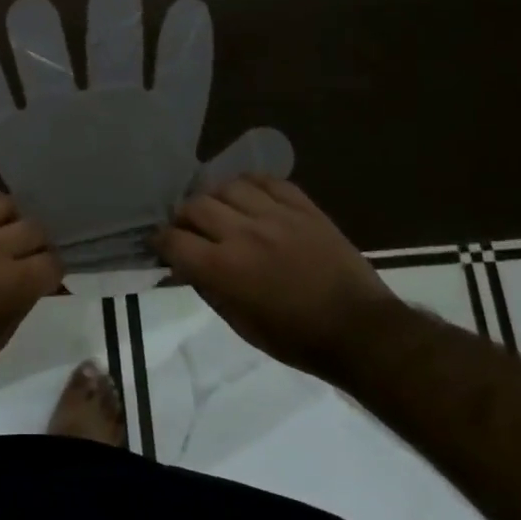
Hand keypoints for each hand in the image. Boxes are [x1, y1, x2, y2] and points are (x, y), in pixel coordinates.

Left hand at [0, 185, 62, 386]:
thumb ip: (21, 303)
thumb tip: (33, 282)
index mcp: (12, 283)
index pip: (52, 262)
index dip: (51, 271)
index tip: (42, 277)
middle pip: (34, 228)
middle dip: (34, 245)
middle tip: (21, 255)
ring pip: (2, 201)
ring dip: (5, 218)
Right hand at [154, 174, 393, 376]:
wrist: (359, 329)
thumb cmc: (296, 338)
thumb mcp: (241, 325)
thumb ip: (208, 289)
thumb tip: (185, 268)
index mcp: (224, 268)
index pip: (174, 240)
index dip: (161, 241)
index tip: (160, 244)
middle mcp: (243, 233)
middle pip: (196, 206)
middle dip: (184, 217)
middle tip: (189, 228)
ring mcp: (275, 215)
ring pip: (228, 186)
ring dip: (216, 198)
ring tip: (221, 210)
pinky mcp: (303, 207)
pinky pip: (267, 181)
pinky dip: (251, 185)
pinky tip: (249, 195)